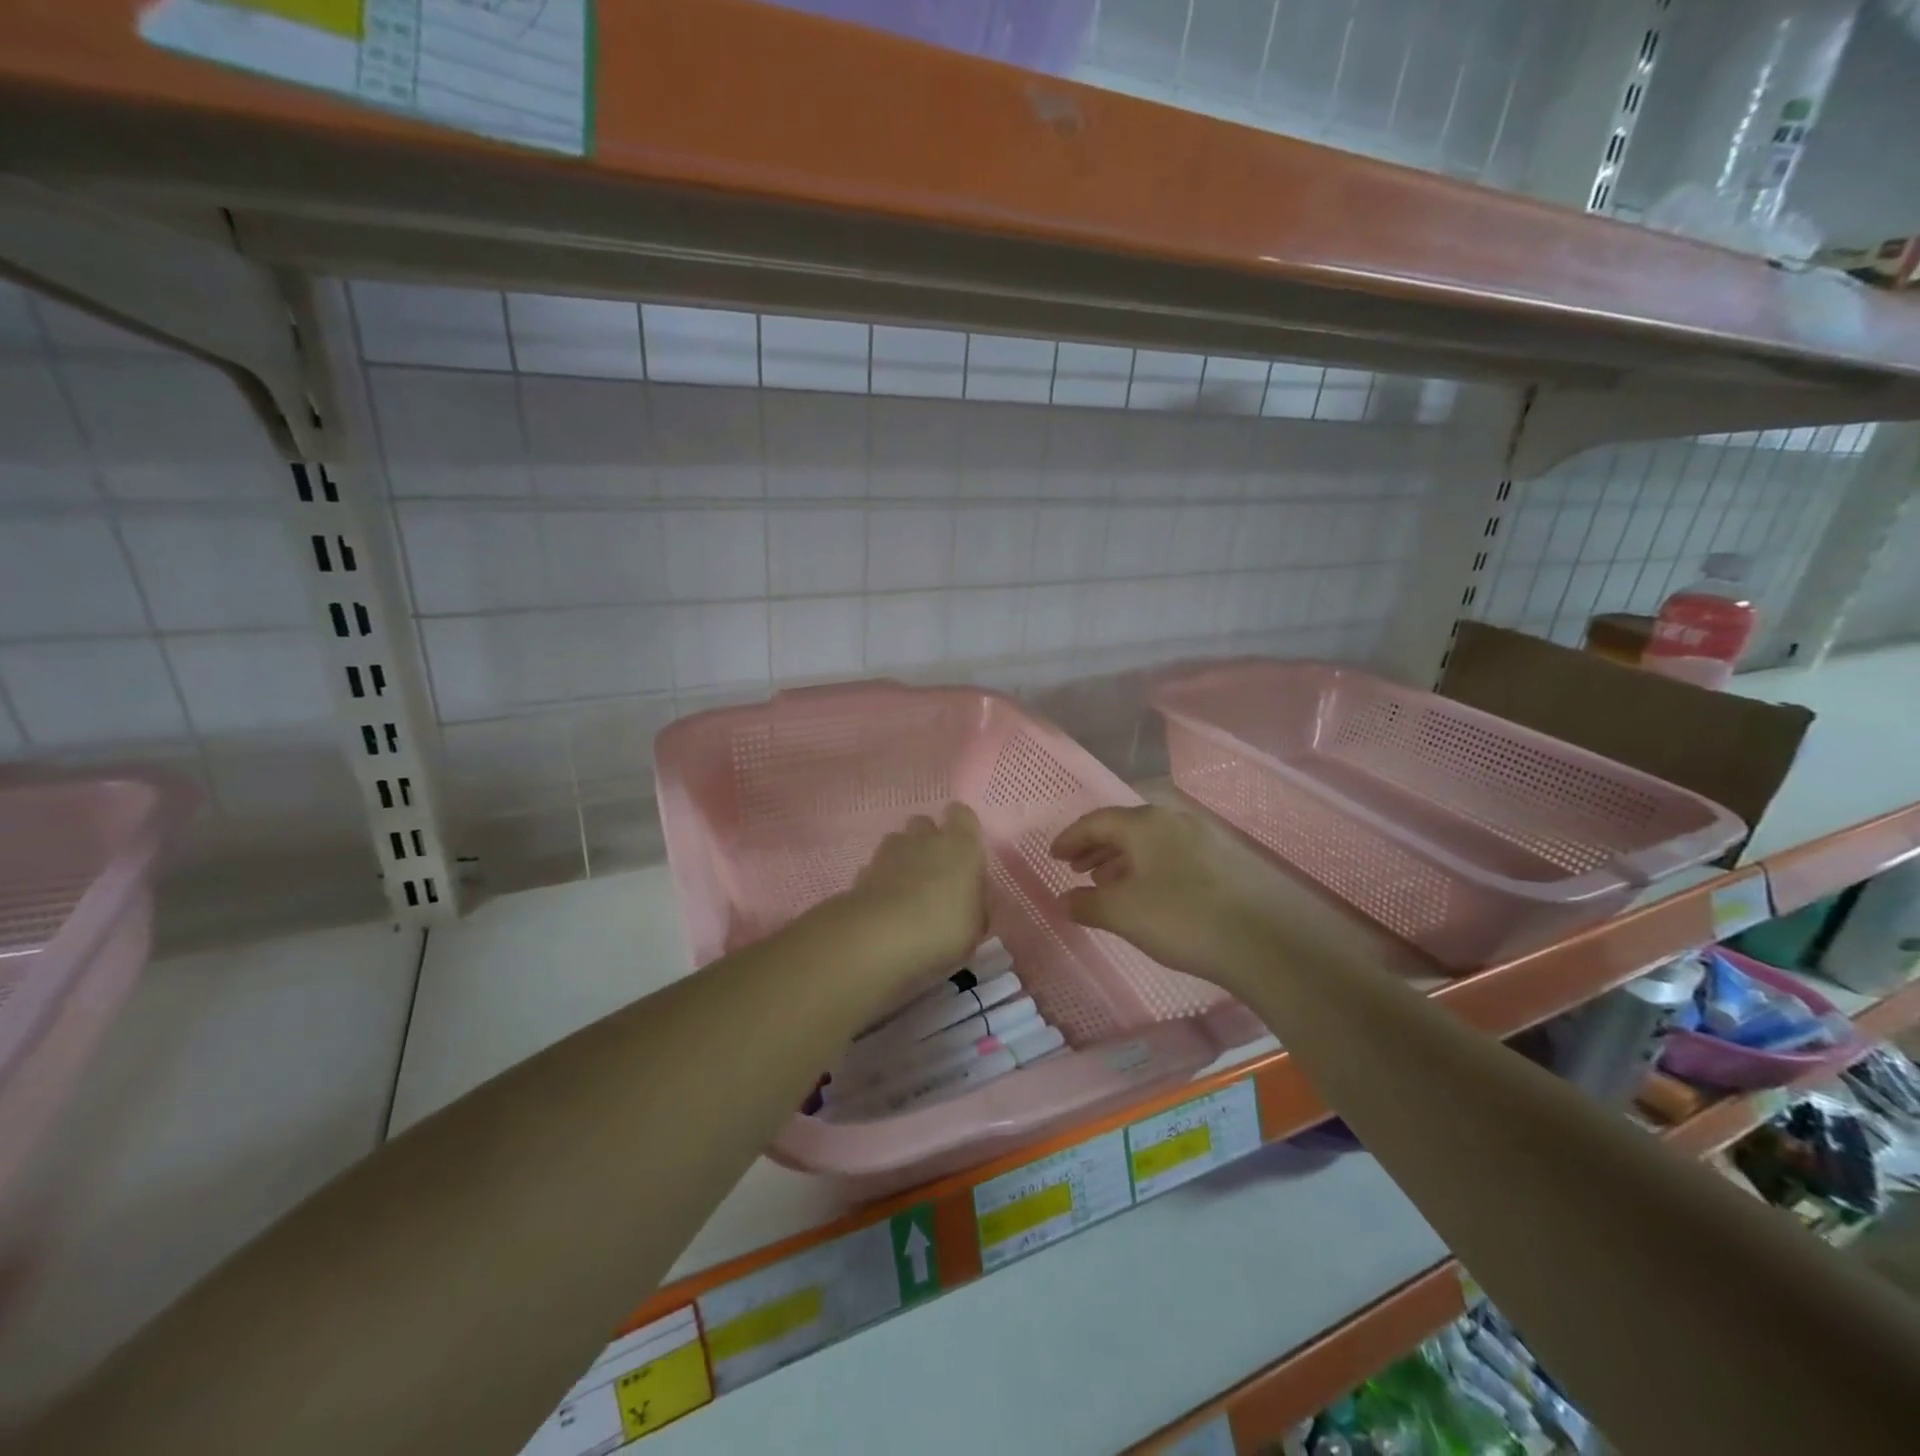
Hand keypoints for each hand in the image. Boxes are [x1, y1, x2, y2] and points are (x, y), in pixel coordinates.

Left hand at [841, 803, 987, 980]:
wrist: (878, 937)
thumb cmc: (940, 928)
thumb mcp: (975, 927)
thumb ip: (975, 905)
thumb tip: (971, 898)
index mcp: (959, 844)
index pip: (962, 814)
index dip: (963, 830)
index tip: (966, 855)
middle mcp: (924, 838)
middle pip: (926, 824)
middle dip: (930, 842)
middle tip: (937, 875)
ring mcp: (889, 851)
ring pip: (899, 843)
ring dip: (905, 860)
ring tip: (909, 892)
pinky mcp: (863, 871)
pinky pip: (878, 867)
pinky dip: (883, 880)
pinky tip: (887, 906)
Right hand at [1052, 804, 1298, 989]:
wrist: (1266, 940)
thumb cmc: (1182, 918)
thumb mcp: (1123, 913)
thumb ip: (1086, 904)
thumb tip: (1063, 900)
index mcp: (1145, 824)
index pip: (1097, 821)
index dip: (1071, 838)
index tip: (1054, 856)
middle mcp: (1175, 820)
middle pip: (1125, 827)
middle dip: (1096, 848)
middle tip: (1077, 870)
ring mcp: (1206, 837)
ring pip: (1152, 842)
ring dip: (1124, 860)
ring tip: (1109, 884)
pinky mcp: (1229, 860)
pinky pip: (1175, 855)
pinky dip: (1152, 868)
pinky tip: (1152, 894)